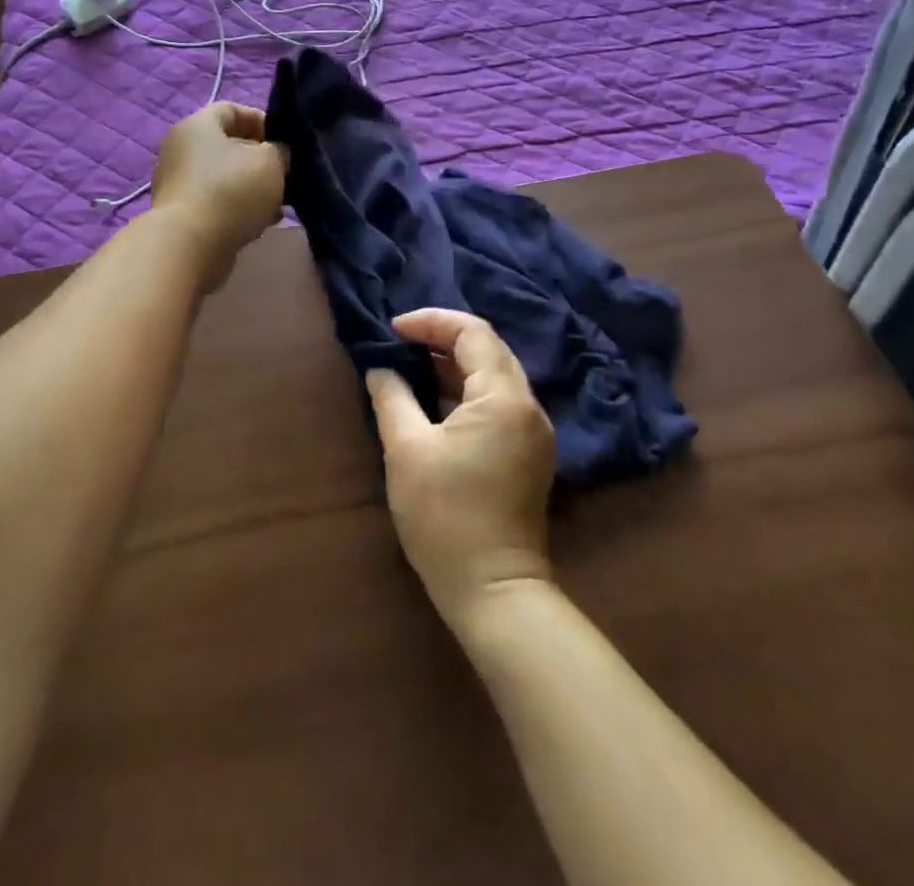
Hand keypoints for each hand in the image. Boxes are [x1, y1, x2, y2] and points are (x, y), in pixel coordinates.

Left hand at [151, 103, 288, 290]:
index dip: (263, 122)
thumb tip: (277, 154)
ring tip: (278, 205)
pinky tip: (260, 223)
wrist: (189, 246)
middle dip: (260, 160)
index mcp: (197, 125)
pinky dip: (238, 209)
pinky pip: (216, 202)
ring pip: (224, 177)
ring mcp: (177, 183)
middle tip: (286, 176)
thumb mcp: (270, 162)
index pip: (233, 110)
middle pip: (228, 146)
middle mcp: (181, 149)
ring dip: (252, 188)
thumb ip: (280, 150)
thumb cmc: (231, 191)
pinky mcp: (180, 214)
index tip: (286, 143)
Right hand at [366, 310, 555, 631]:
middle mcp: (528, 406)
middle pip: (488, 350)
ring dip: (453, 365)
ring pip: (494, 377)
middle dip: (443, 339)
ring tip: (410, 366)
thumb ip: (392, 398)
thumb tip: (380, 369)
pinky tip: (433, 401)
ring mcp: (533, 431)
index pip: (473, 333)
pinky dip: (465, 392)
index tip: (393, 329)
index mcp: (504, 398)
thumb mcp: (407, 450)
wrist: (493, 591)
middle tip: (401, 343)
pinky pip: (498, 403)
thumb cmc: (445, 517)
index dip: (431, 322)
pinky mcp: (528, 453)